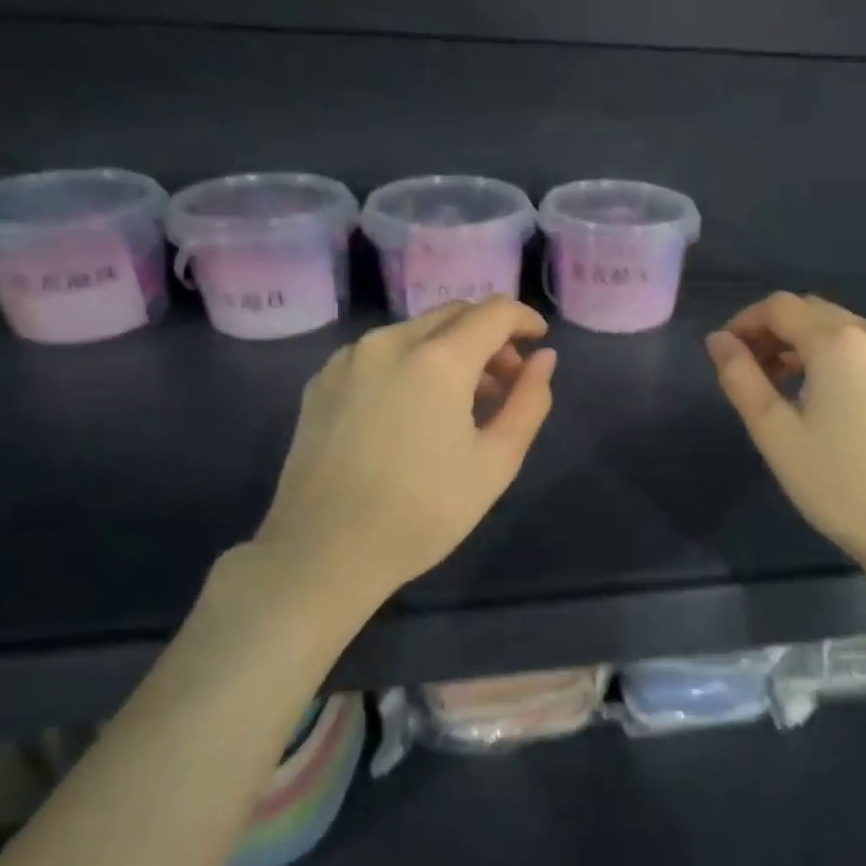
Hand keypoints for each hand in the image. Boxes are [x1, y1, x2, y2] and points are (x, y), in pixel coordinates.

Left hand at [227, 297, 556, 623]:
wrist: (322, 553)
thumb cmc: (423, 511)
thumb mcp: (496, 461)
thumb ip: (529, 401)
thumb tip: (544, 359)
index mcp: (438, 359)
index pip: (494, 312)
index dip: (524, 319)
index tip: (539, 342)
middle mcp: (390, 342)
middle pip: (454, 315)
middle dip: (490, 336)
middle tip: (506, 380)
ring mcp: (349, 359)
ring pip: (416, 332)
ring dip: (451, 350)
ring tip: (463, 401)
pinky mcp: (321, 381)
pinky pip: (380, 353)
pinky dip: (411, 363)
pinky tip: (414, 410)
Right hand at [706, 292, 865, 569]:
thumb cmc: (836, 483)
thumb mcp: (774, 432)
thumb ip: (740, 377)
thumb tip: (717, 340)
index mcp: (839, 341)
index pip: (780, 307)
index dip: (744, 321)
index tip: (724, 352)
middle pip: (810, 311)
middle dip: (773, 331)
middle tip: (748, 370)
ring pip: (839, 327)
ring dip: (802, 343)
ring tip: (779, 385)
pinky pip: (863, 347)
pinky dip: (833, 355)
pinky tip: (822, 394)